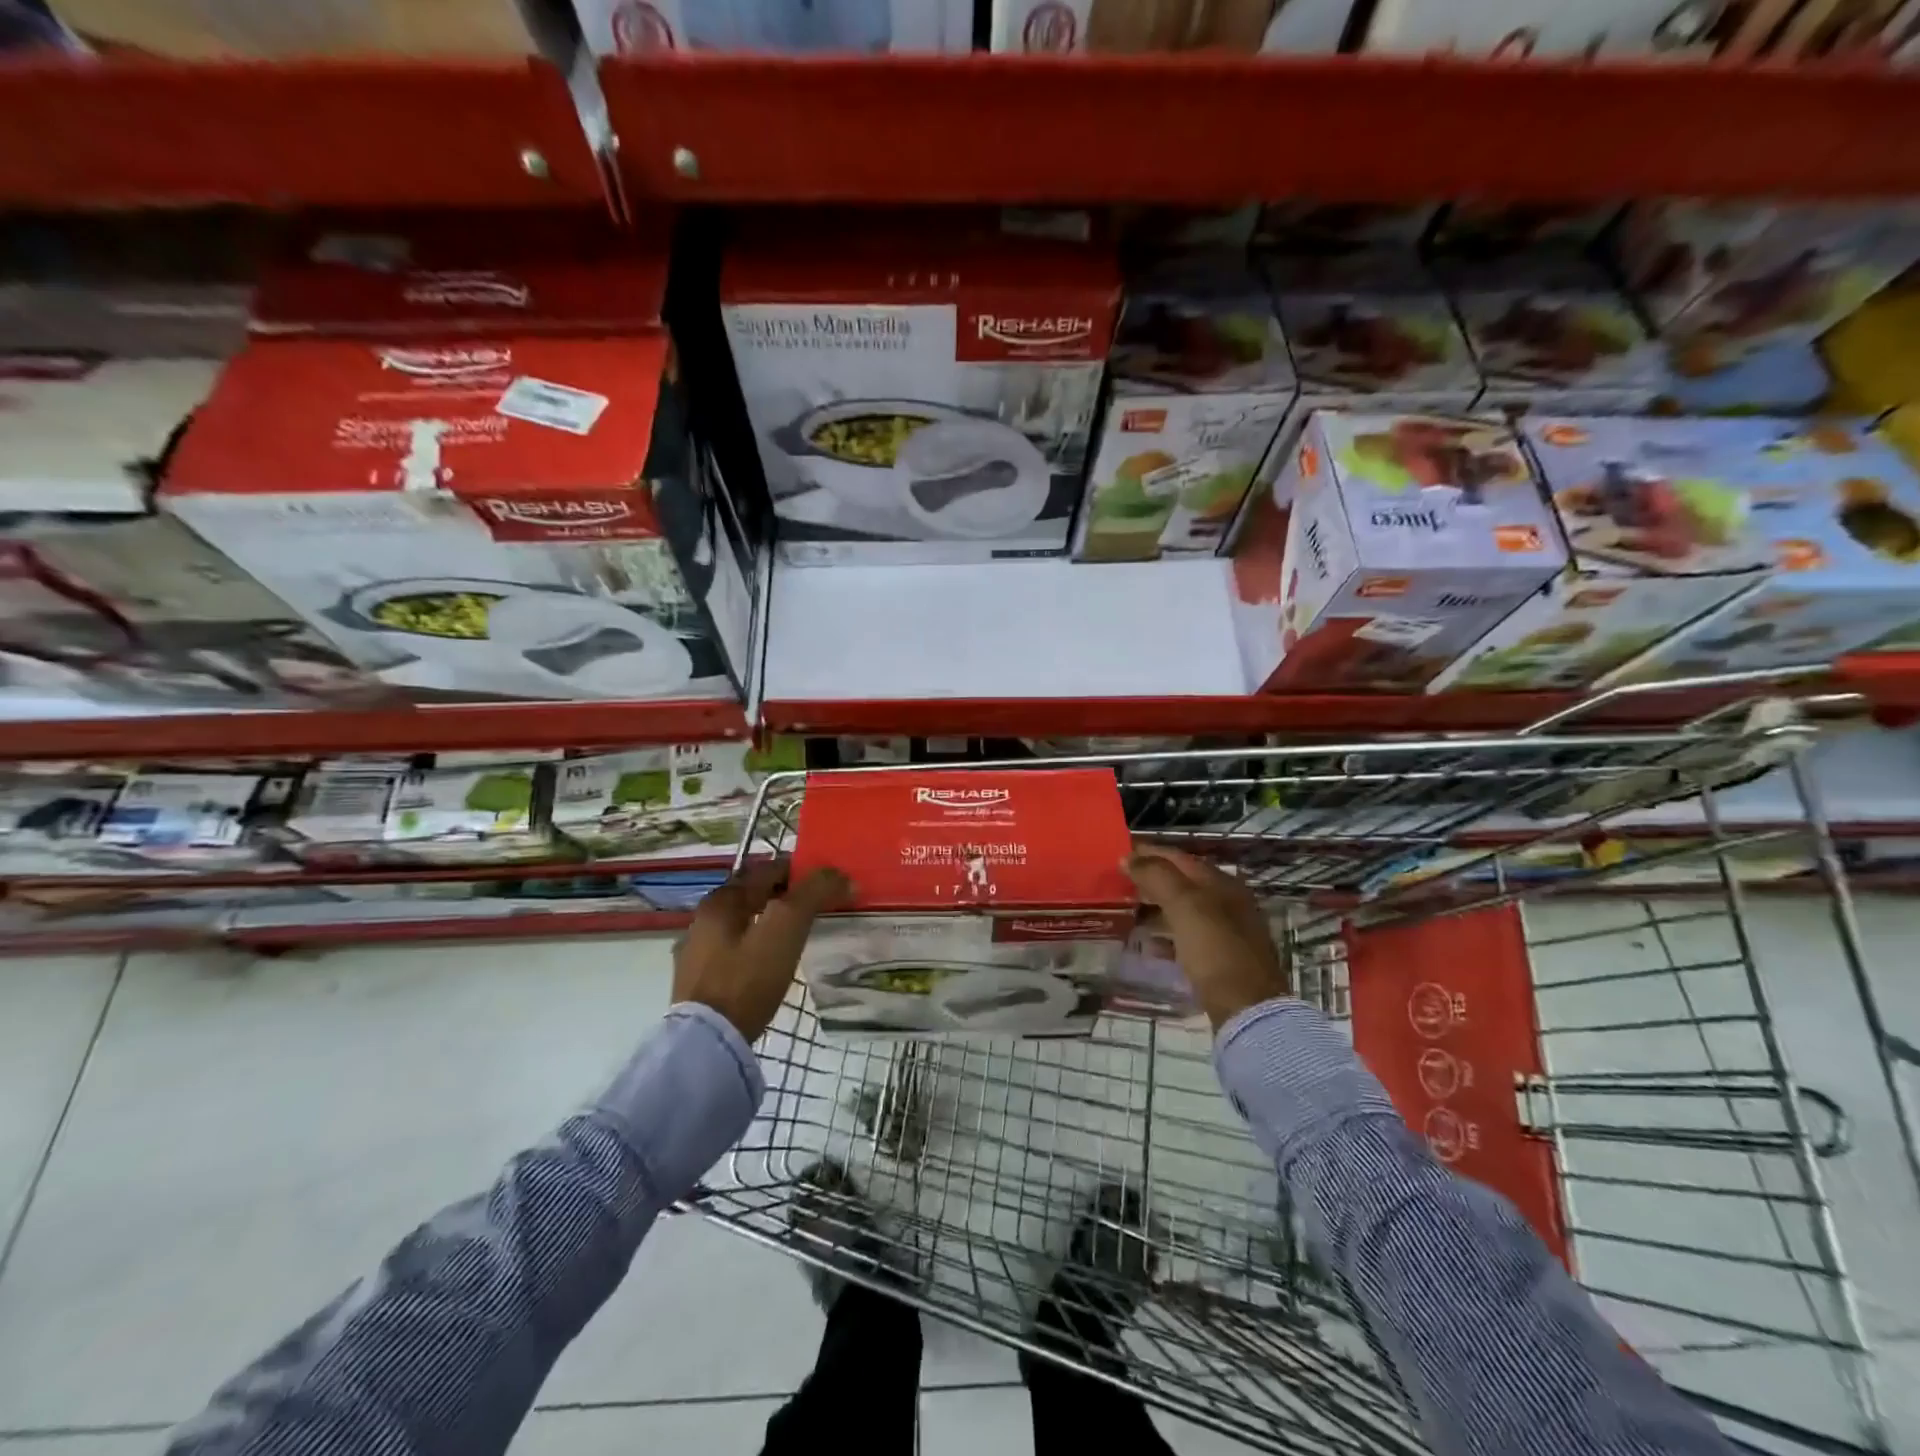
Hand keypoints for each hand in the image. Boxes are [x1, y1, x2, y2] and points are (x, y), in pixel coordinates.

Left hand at [673, 861, 851, 1041]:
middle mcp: (704, 918)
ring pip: (742, 922)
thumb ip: (812, 895)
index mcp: (722, 900)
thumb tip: (839, 875)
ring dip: (768, 920)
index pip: (767, 870)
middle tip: (815, 906)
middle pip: (752, 895)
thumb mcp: (786, 929)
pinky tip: (769, 962)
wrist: (707, 1043)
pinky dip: (755, 945)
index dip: (799, 870)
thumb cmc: (747, 979)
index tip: (826, 881)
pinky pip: (733, 949)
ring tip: (797, 935)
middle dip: (783, 895)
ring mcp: (697, 951)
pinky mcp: (699, 980)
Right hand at [1125, 846, 1288, 1031]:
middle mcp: (1227, 901)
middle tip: (1119, 880)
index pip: (1179, 857)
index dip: (1149, 851)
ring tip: (1127, 908)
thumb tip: (1129, 857)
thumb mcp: (1185, 906)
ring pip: (1184, 908)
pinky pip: (1187, 936)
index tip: (1119, 850)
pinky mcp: (1222, 958)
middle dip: (1151, 878)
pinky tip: (1148, 943)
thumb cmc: (1215, 950)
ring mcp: (1227, 931)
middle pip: (1182, 881)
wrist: (1248, 1009)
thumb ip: (1157, 877)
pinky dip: (1166, 934)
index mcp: (1221, 883)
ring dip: (1156, 905)